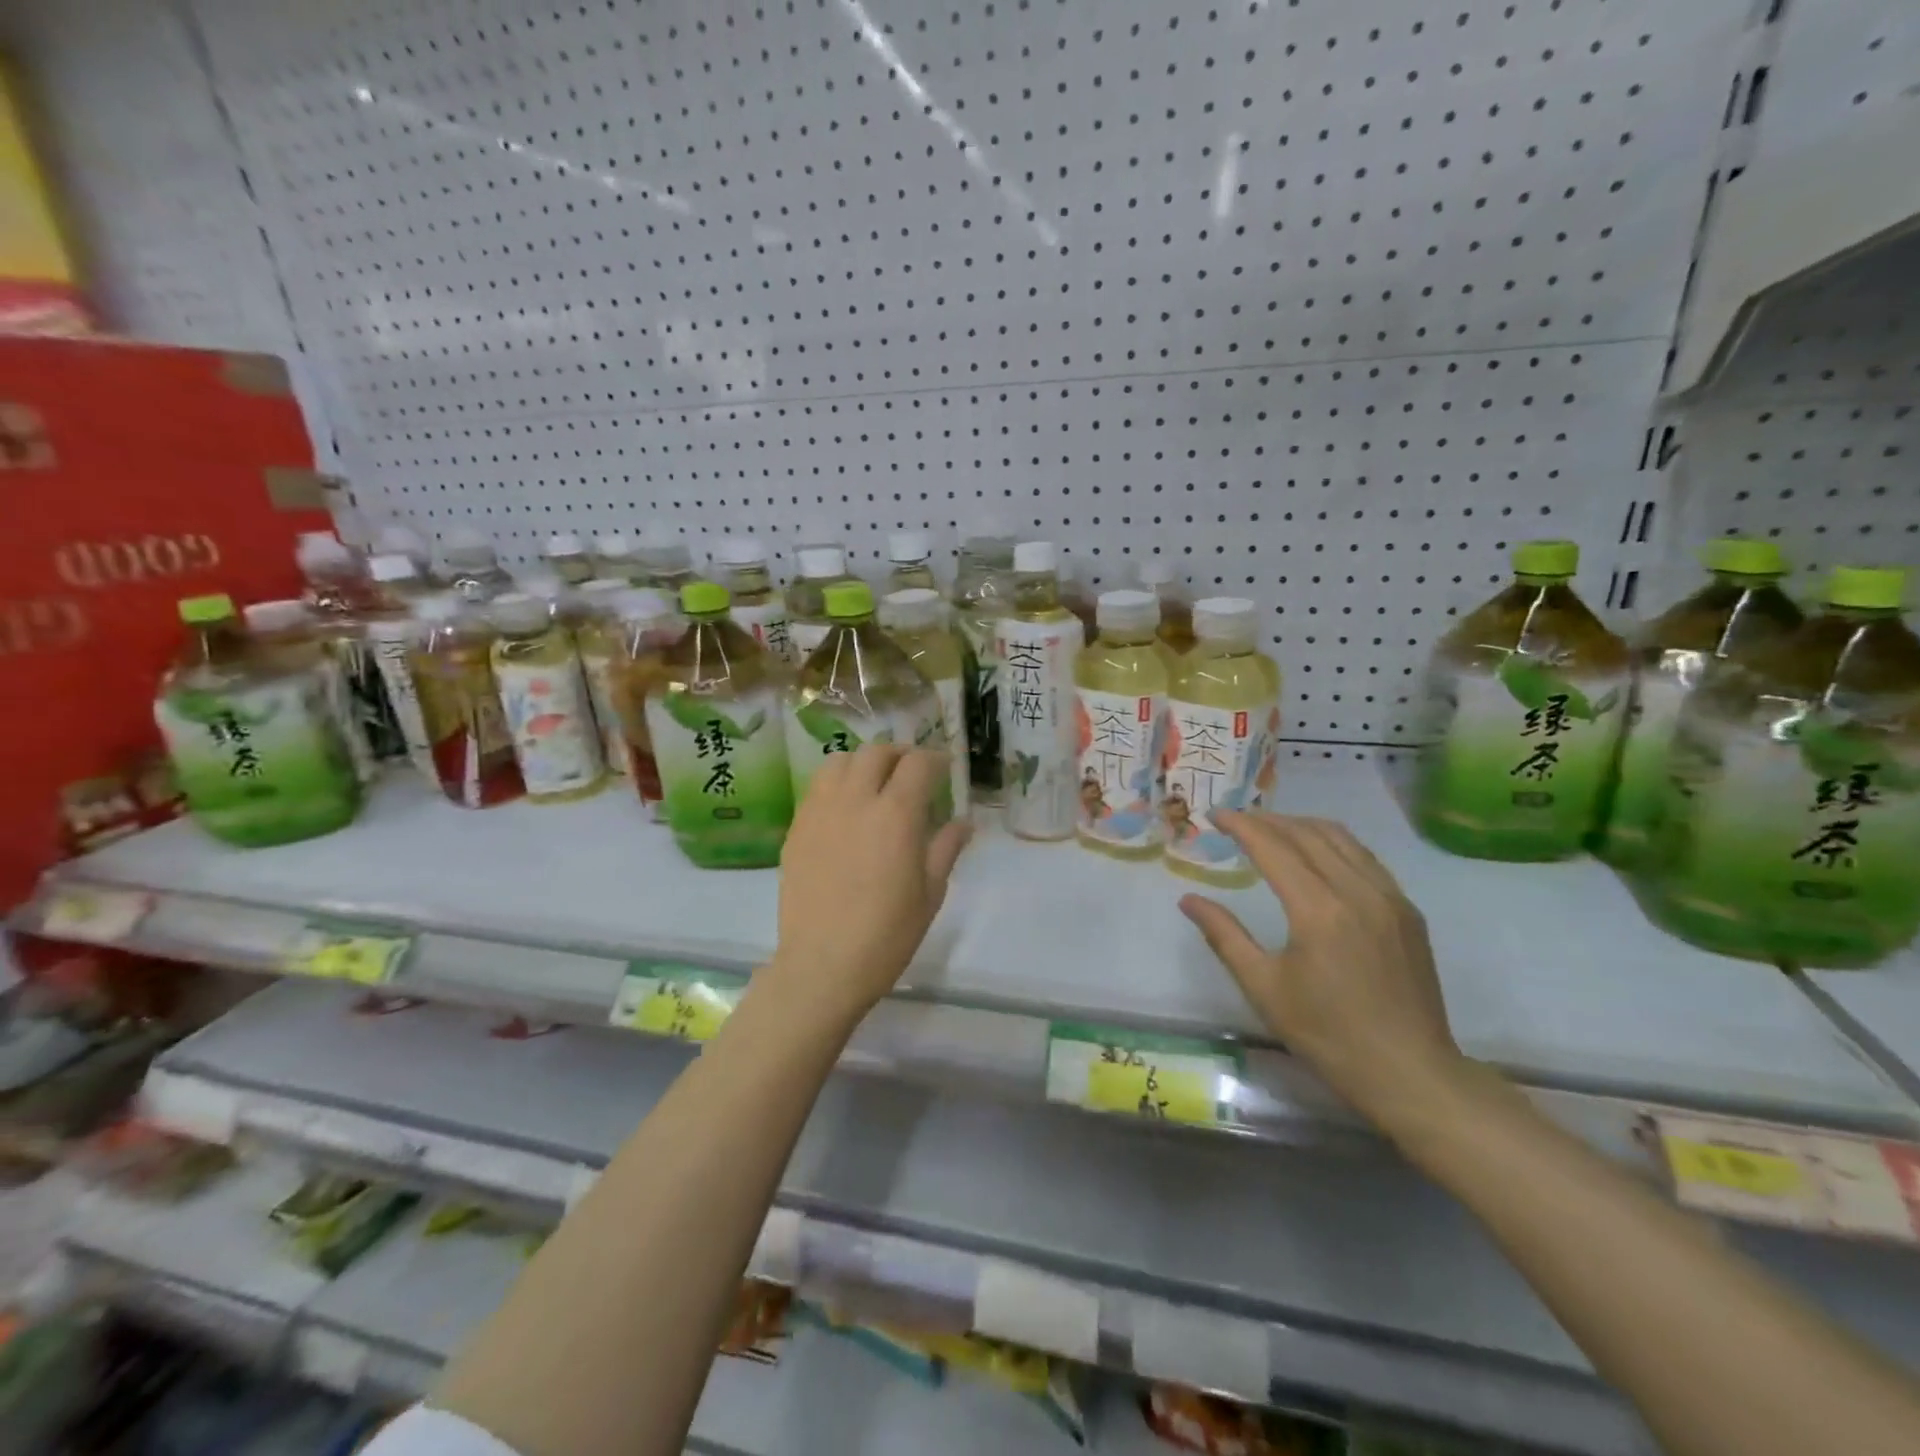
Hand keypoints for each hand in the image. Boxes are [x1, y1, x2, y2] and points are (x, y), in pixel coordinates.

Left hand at [768, 744, 971, 1028]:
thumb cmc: (887, 934)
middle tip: (912, 773)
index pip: (918, 764)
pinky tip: (846, 810)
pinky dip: (837, 784)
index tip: (944, 769)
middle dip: (900, 755)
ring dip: (863, 762)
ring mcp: (820, 811)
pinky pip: (817, 788)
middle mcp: (855, 800)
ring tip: (874, 783)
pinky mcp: (797, 828)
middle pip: (876, 752)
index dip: (935, 760)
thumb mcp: (930, 893)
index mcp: (896, 815)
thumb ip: (946, 848)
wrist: (823, 965)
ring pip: (840, 761)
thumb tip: (963, 822)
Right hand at [1179, 811, 1466, 1130]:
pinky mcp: (1408, 912)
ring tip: (1273, 829)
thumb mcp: (1264, 987)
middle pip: (1308, 834)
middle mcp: (1358, 891)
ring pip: (1342, 839)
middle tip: (1237, 820)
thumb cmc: (1328, 1034)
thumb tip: (1189, 900)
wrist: (1410, 1073)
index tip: (1216, 815)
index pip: (1274, 847)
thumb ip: (1224, 936)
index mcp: (1319, 910)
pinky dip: (1335, 844)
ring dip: (1302, 826)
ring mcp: (1390, 899)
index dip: (1242, 826)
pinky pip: (1366, 859)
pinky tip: (1319, 856)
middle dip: (1269, 820)